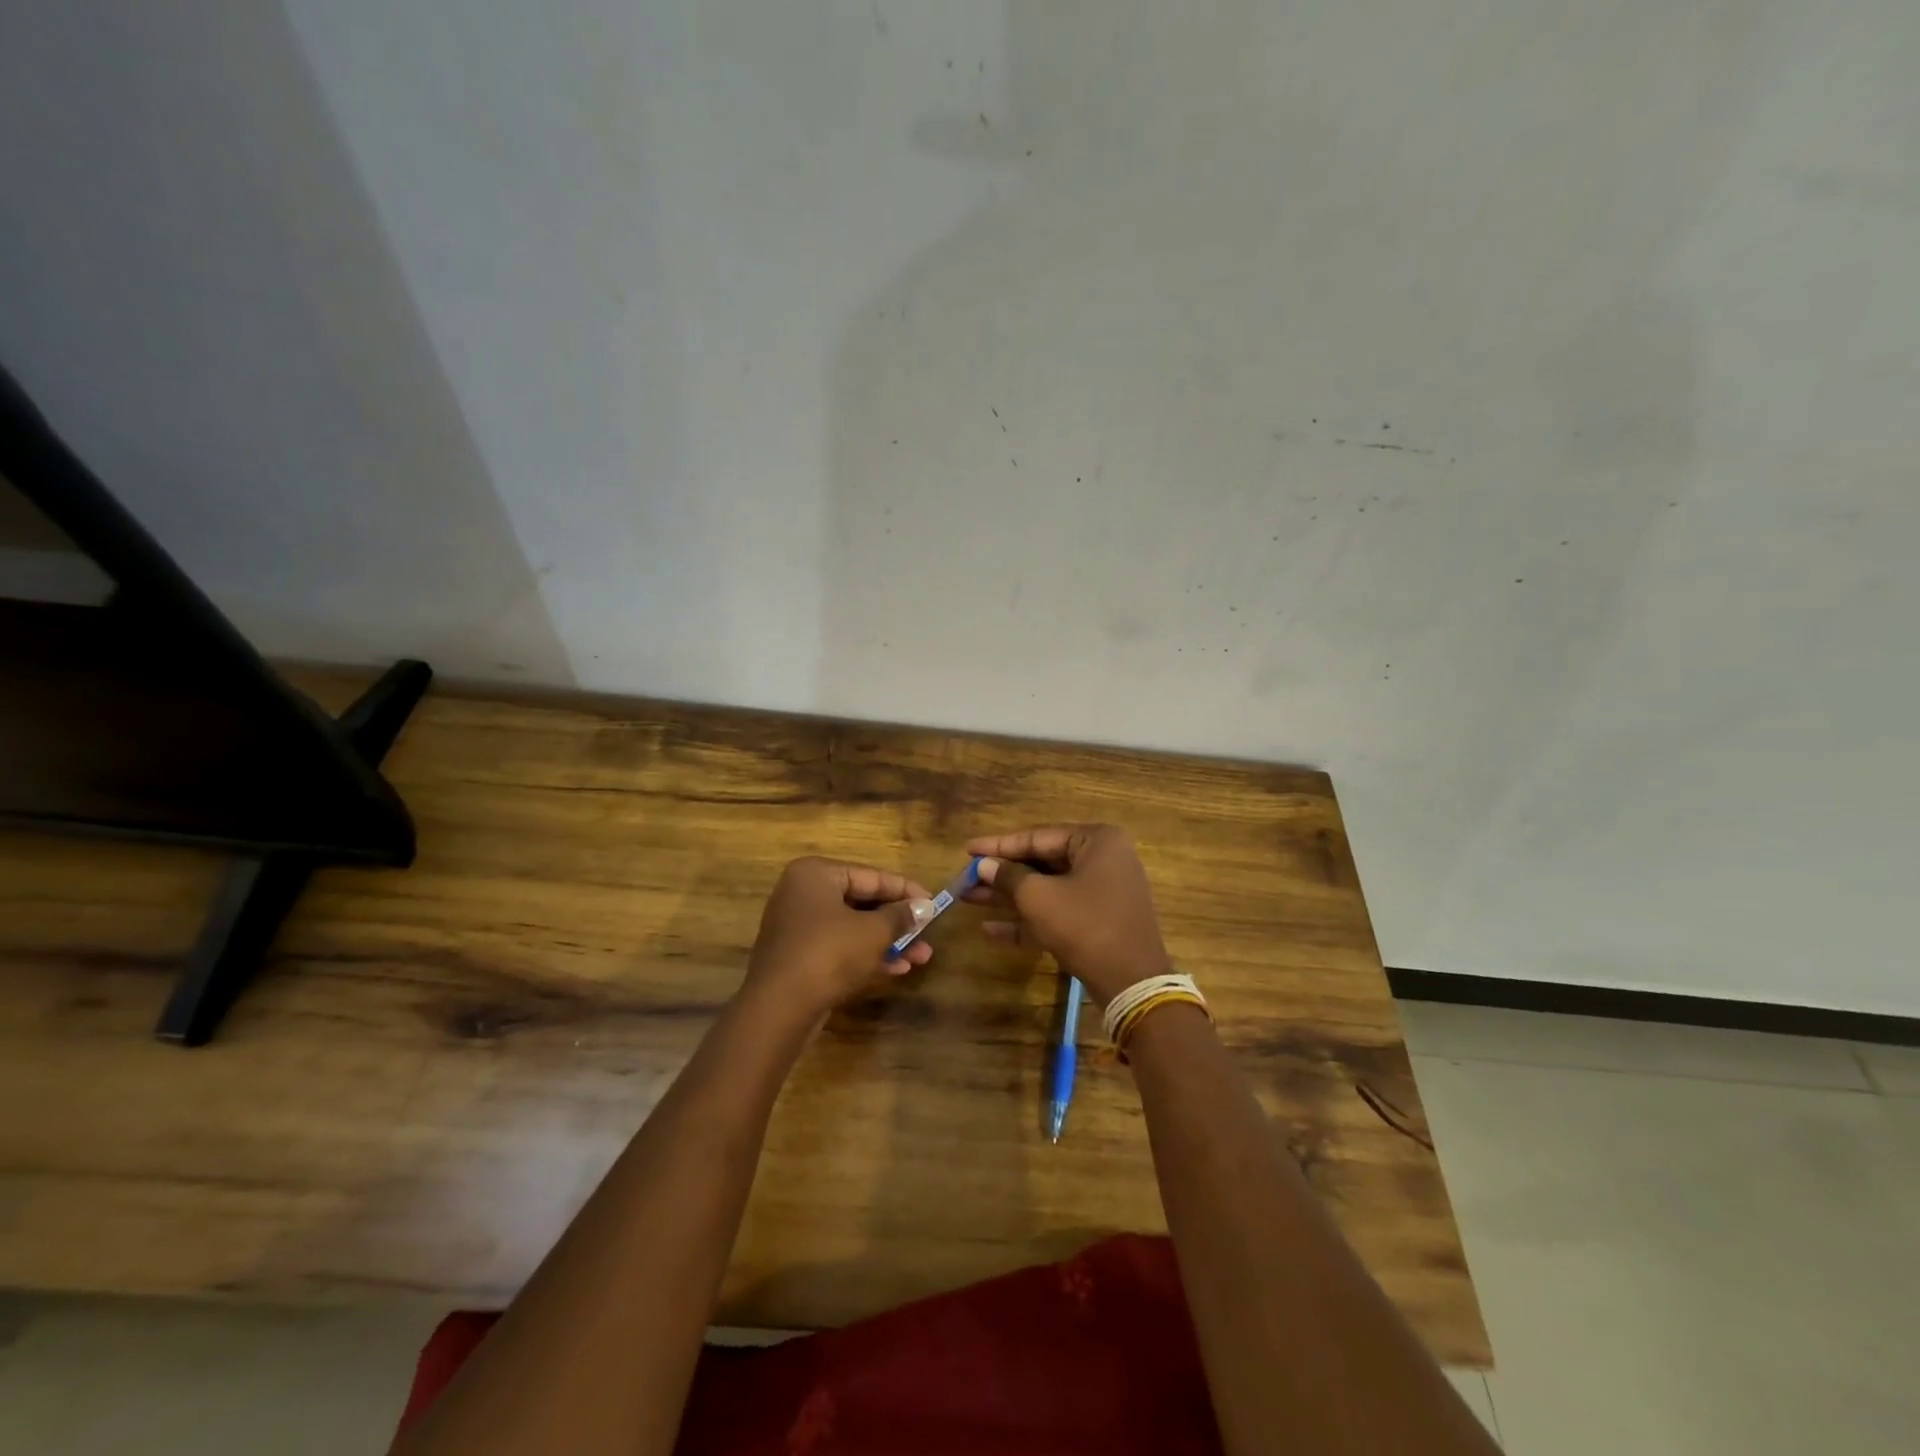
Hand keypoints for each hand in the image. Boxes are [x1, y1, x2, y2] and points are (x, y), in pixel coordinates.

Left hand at [742, 857, 932, 1022]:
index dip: (906, 890)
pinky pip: (839, 947)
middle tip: (927, 934)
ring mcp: (797, 926)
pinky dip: (866, 954)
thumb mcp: (873, 932)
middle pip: (862, 901)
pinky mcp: (798, 956)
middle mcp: (802, 893)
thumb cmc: (829, 954)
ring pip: (852, 927)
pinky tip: (897, 968)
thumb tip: (925, 906)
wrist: (779, 1009)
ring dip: (887, 941)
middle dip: (898, 921)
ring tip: (921, 956)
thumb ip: (901, 916)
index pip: (871, 875)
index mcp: (816, 874)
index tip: (934, 903)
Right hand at [964, 824, 1171, 1006]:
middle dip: (1002, 874)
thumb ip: (1008, 877)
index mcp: (1097, 841)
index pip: (1038, 836)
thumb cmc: (1085, 926)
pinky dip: (1029, 919)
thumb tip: (983, 865)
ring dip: (1010, 897)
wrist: (1132, 983)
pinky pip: (1058, 911)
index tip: (968, 849)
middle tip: (966, 877)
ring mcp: (1103, 892)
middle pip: (1042, 862)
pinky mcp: (1099, 921)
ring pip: (1048, 888)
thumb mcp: (1039, 898)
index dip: (999, 845)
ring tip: (969, 898)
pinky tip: (991, 930)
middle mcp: (1103, 859)